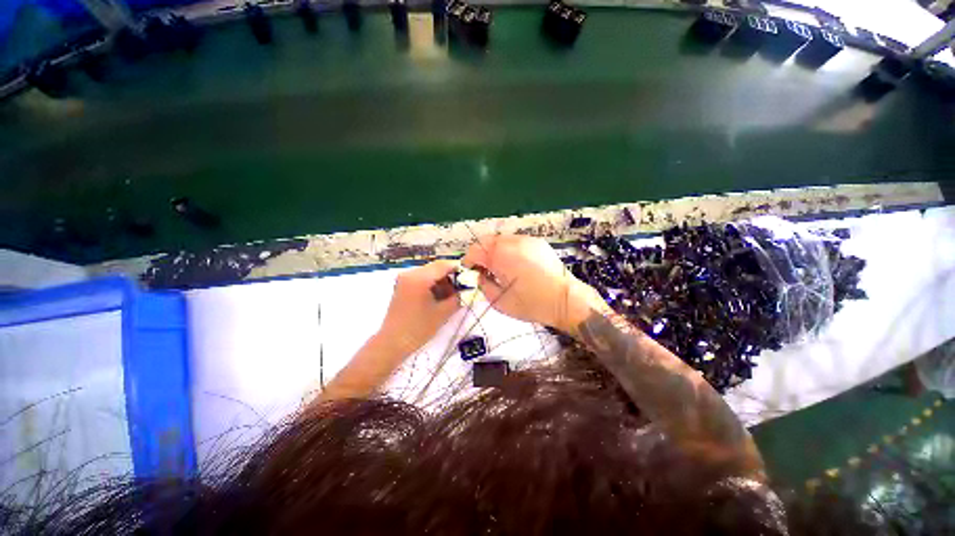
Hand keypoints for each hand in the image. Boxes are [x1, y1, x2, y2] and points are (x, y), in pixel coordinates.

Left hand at [378, 259, 462, 354]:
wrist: (392, 343)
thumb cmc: (418, 328)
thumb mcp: (443, 312)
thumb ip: (458, 297)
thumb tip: (469, 289)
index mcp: (419, 277)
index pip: (444, 265)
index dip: (459, 269)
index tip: (471, 277)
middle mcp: (410, 273)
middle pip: (436, 268)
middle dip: (451, 276)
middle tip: (463, 288)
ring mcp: (405, 279)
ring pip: (430, 273)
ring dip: (443, 281)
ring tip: (452, 296)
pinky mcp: (403, 286)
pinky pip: (422, 279)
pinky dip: (433, 285)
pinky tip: (440, 298)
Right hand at [461, 235, 603, 331]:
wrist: (566, 300)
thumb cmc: (532, 304)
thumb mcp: (499, 302)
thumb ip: (484, 285)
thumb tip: (481, 275)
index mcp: (500, 256)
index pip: (475, 250)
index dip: (469, 260)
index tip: (470, 270)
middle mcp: (512, 242)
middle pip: (487, 241)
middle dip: (481, 253)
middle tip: (484, 269)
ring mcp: (526, 240)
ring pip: (501, 239)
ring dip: (495, 250)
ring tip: (501, 267)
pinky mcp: (537, 242)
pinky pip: (516, 241)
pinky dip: (509, 249)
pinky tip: (516, 264)